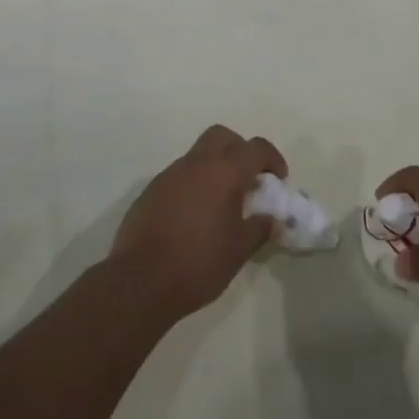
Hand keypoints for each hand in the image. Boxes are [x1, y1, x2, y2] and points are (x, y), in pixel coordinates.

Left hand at [109, 125, 287, 322]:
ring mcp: (169, 175)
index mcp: (223, 172)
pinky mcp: (150, 192)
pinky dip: (193, 185)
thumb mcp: (239, 250)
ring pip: (198, 155)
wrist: (139, 282)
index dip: (272, 158)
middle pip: (222, 137)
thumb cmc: (198, 263)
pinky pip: (179, 176)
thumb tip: (272, 218)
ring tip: (221, 203)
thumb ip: (259, 227)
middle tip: (248, 179)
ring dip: (214, 168)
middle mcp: (196, 164)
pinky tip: (194, 216)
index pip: (255, 148)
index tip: (278, 179)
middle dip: (239, 150)